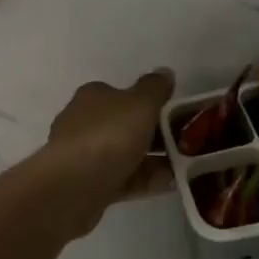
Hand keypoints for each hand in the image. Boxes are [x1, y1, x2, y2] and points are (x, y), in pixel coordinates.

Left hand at [46, 68, 175, 210]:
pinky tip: (170, 185)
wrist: (73, 186)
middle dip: (154, 135)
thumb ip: (155, 88)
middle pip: (125, 125)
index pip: (123, 94)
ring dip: (153, 160)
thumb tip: (164, 72)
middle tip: (184, 144)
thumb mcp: (140, 104)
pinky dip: (144, 180)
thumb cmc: (108, 136)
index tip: (174, 115)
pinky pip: (122, 179)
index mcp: (93, 97)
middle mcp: (84, 122)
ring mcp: (83, 156)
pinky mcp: (87, 185)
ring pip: (125, 154)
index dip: (149, 103)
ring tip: (184, 167)